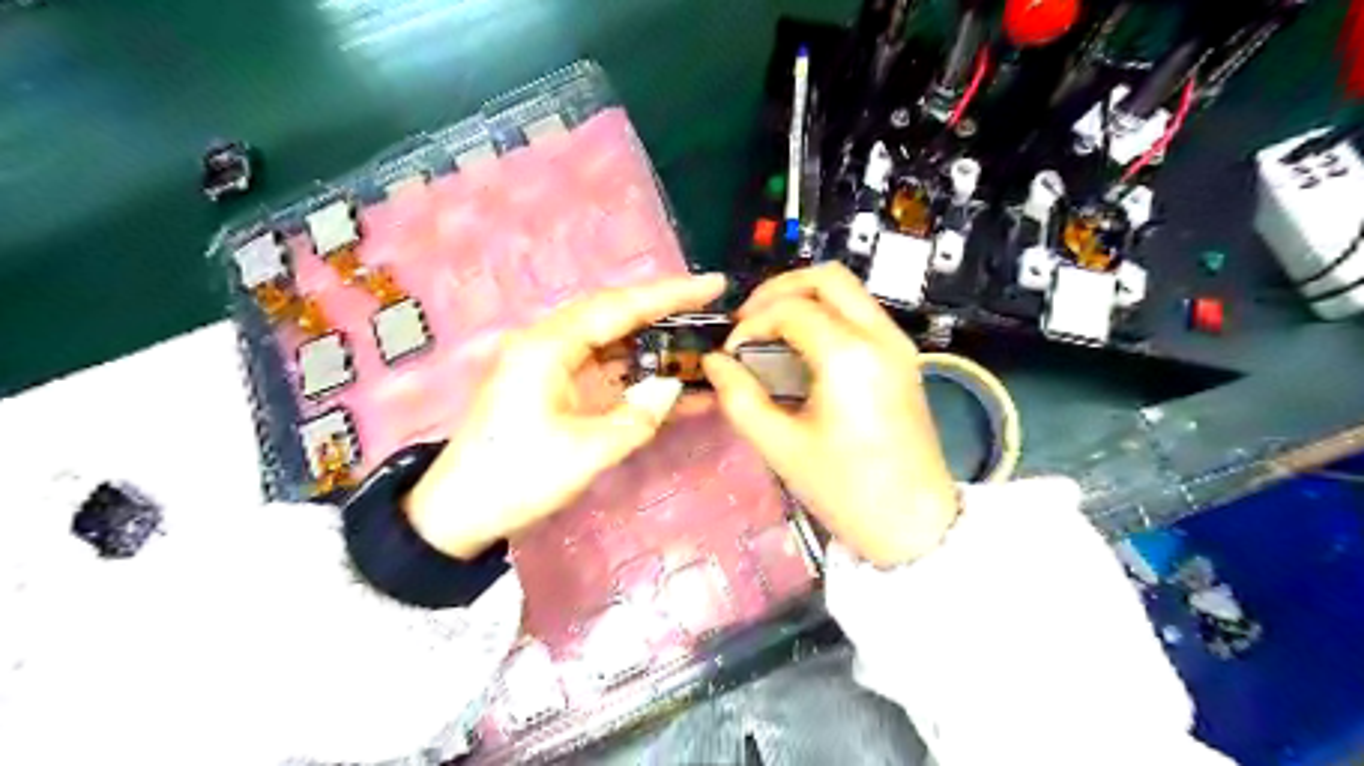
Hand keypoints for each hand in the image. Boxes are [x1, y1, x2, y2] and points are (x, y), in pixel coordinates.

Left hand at [403, 272, 729, 556]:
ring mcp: (552, 365)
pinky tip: (673, 381)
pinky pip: (605, 370)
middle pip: (616, 315)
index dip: (670, 294)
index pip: (619, 307)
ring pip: (614, 341)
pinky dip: (638, 373)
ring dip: (655, 343)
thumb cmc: (517, 478)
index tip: (713, 284)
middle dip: (666, 311)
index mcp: (549, 346)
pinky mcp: (556, 386)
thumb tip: (673, 387)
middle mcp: (549, 343)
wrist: (460, 511)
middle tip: (713, 309)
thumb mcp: (586, 452)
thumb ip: (638, 417)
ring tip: (701, 341)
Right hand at [703, 262, 957, 569]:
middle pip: (827, 277)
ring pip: (848, 291)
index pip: (790, 310)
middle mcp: (880, 336)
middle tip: (748, 322)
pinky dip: (826, 315)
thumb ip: (739, 398)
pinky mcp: (904, 357)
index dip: (751, 324)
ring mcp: (898, 343)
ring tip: (769, 332)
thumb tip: (714, 362)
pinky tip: (801, 349)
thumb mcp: (780, 447)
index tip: (731, 355)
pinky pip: (861, 313)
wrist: (914, 523)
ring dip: (804, 299)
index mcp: (849, 356)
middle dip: (779, 290)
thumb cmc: (845, 490)